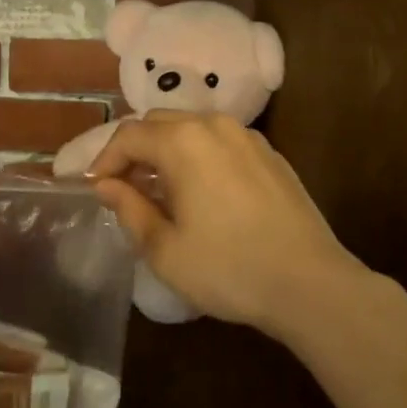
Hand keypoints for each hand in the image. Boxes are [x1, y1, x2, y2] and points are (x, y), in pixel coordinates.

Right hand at [87, 111, 350, 335]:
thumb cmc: (228, 268)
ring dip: (166, 150)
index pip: (128, 135)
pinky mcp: (268, 152)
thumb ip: (129, 209)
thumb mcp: (165, 250)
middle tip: (124, 187)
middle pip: (158, 123)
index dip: (105, 159)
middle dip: (134, 150)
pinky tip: (201, 191)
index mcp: (182, 142)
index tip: (95, 188)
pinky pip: (219, 140)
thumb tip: (107, 185)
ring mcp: (245, 135)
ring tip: (160, 190)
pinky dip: (197, 154)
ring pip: (190, 128)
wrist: (311, 284)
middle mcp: (212, 125)